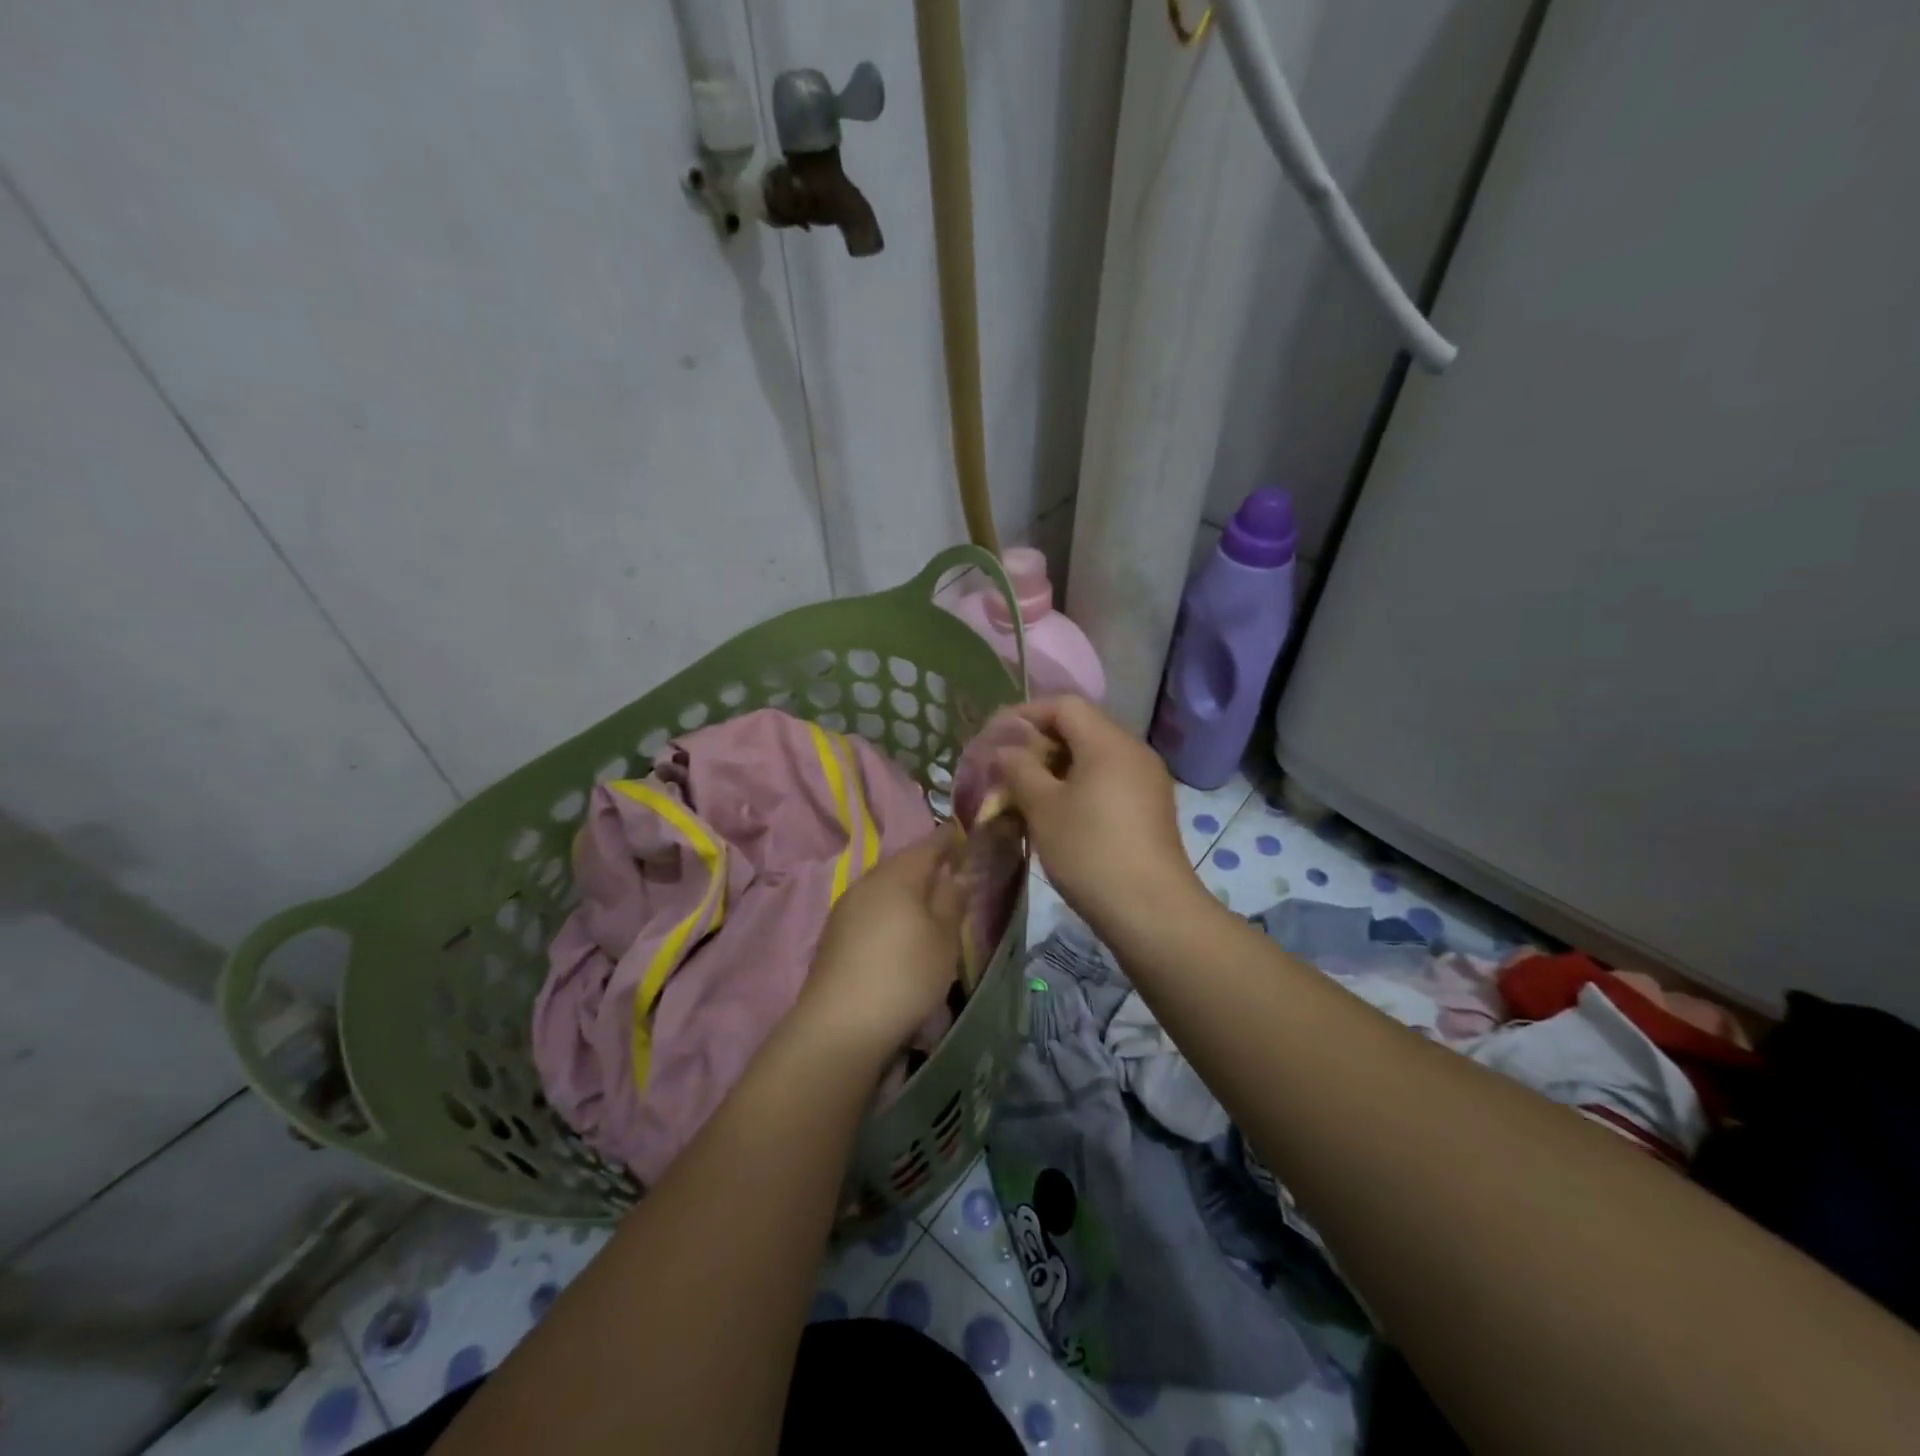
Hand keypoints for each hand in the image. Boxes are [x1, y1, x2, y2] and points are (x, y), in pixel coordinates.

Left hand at [795, 829, 966, 1066]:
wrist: (840, 1024)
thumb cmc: (905, 975)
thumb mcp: (943, 939)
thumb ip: (952, 901)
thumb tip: (959, 873)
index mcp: (898, 875)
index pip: (928, 844)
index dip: (947, 839)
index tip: (962, 837)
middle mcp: (868, 881)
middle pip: (902, 864)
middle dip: (926, 865)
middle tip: (950, 873)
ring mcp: (845, 906)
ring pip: (883, 886)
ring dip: (905, 889)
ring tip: (926, 904)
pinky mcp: (833, 933)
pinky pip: (869, 907)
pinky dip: (888, 909)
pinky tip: (897, 929)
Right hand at [994, 696, 1202, 937]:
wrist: (1150, 910)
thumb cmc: (1090, 851)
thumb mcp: (1043, 807)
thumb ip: (1020, 769)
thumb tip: (1006, 749)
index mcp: (1109, 742)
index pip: (1064, 705)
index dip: (1026, 714)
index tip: (996, 736)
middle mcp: (1134, 751)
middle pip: (1081, 727)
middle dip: (1040, 741)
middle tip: (1007, 766)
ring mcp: (1147, 780)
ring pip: (1095, 756)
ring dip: (1058, 765)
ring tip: (1027, 790)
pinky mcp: (1151, 807)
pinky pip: (1109, 779)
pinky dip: (1080, 784)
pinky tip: (1059, 812)